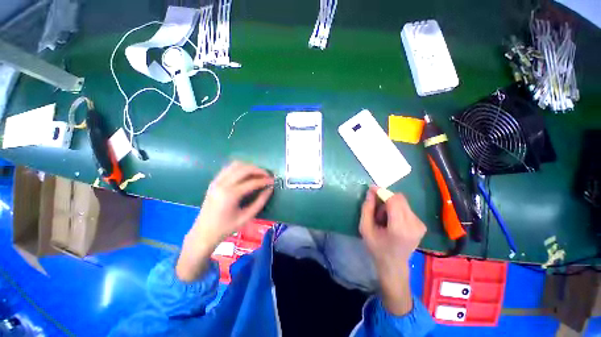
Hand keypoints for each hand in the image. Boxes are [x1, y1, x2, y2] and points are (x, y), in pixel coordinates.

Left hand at [177, 161, 273, 281]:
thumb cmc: (226, 228)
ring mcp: (216, 181)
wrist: (203, 233)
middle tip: (267, 175)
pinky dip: (240, 168)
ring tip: (258, 174)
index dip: (265, 180)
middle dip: (258, 170)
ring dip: (249, 167)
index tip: (273, 181)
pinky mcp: (214, 181)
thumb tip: (270, 189)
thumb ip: (260, 201)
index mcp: (230, 195)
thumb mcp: (247, 217)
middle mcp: (222, 184)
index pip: (252, 182)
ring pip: (235, 165)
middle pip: (244, 169)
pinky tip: (246, 175)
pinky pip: (229, 168)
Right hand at [359, 186, 426, 314]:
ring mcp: (420, 225)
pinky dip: (396, 209)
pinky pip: (406, 208)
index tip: (371, 189)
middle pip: (399, 199)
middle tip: (376, 208)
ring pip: (402, 202)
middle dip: (385, 198)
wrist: (393, 265)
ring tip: (383, 217)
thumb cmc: (377, 248)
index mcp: (399, 228)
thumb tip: (370, 192)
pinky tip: (391, 220)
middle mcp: (414, 225)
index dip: (382, 192)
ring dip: (390, 204)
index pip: (394, 201)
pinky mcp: (421, 224)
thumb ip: (367, 209)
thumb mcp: (365, 228)